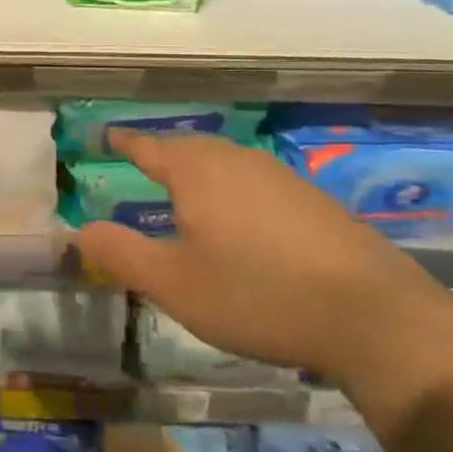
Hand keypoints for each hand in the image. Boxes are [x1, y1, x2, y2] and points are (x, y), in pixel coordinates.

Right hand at [76, 131, 452, 440]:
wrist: (374, 316)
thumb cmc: (258, 295)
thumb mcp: (175, 284)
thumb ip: (121, 253)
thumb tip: (78, 229)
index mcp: (197, 171)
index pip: (148, 146)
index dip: (124, 142)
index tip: (105, 136)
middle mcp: (237, 160)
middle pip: (188, 148)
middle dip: (162, 155)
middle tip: (141, 165)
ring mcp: (280, 176)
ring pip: (225, 163)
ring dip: (199, 173)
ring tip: (185, 194)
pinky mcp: (313, 200)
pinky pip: (255, 182)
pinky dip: (233, 192)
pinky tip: (241, 223)